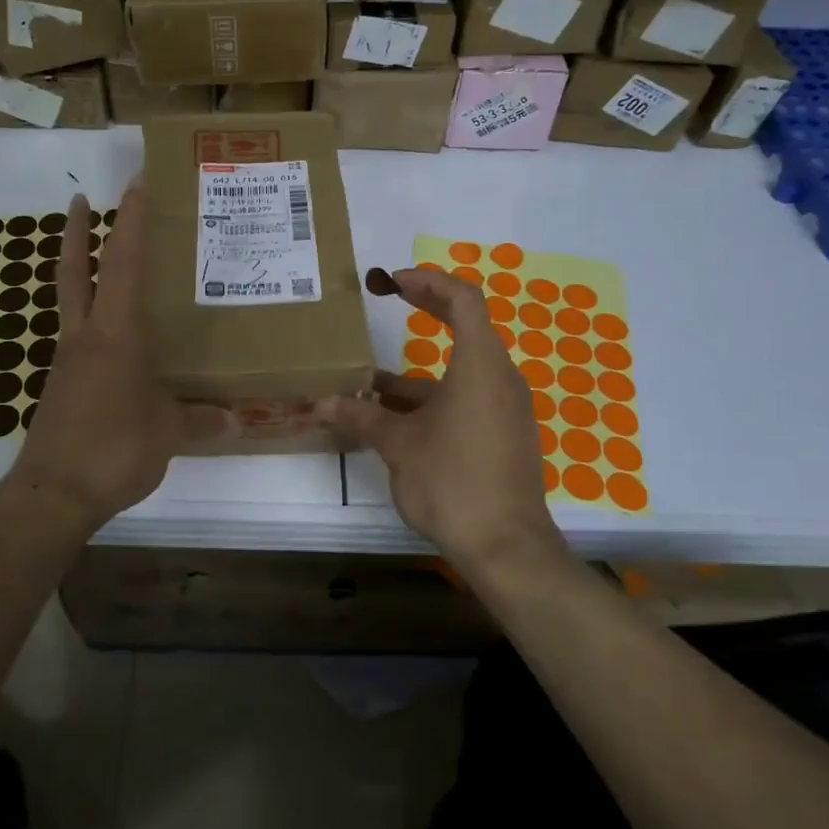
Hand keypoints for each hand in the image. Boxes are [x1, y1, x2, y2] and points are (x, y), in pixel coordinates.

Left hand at [5, 182, 227, 532]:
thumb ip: (201, 421)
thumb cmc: (114, 448)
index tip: (136, 183)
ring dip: (78, 271)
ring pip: (70, 301)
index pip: (121, 263)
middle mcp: (85, 337)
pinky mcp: (61, 386)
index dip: (129, 220)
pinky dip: (89, 320)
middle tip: (80, 198)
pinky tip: (111, 338)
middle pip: (73, 270)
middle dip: (76, 231)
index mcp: (115, 334)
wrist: (54, 493)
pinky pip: (77, 338)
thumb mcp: (168, 433)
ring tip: (100, 259)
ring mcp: (67, 361)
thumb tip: (235, 419)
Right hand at [320, 266, 559, 571]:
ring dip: (415, 371)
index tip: (394, 281)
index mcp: (480, 366)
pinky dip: (430, 398)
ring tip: (367, 382)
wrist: (505, 547)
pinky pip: (465, 399)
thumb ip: (361, 416)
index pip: (464, 300)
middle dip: (426, 309)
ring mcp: (504, 408)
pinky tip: (392, 420)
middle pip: (466, 326)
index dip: (429, 282)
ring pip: (458, 371)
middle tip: (391, 295)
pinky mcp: (502, 434)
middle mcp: (499, 379)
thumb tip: (323, 403)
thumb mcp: (398, 444)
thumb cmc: (452, 481)